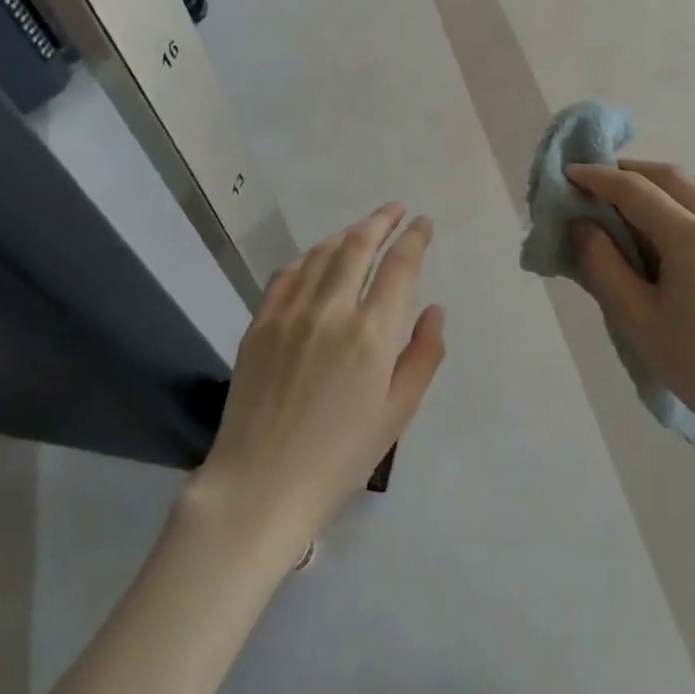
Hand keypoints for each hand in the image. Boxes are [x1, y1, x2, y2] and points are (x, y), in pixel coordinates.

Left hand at [193, 206, 444, 558]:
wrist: (262, 483)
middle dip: (381, 221)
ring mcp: (289, 313)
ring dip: (346, 234)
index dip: (414, 238)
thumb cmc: (341, 455)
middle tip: (396, 210)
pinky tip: (317, 258)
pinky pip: (287, 274)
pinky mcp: (259, 323)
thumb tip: (435, 310)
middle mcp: (330, 310)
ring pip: (321, 254)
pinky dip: (308, 257)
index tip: (423, 223)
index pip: (398, 266)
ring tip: (362, 229)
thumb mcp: (398, 412)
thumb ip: (424, 355)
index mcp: (371, 334)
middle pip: (358, 246)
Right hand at [567, 161, 694, 464]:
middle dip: (627, 172)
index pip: (635, 189)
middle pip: (668, 176)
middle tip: (593, 185)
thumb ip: (603, 265)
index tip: (568, 174)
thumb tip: (582, 225)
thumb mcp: (636, 319)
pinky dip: (682, 197)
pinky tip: (666, 227)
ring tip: (627, 203)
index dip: (598, 177)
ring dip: (657, 182)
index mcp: (691, 237)